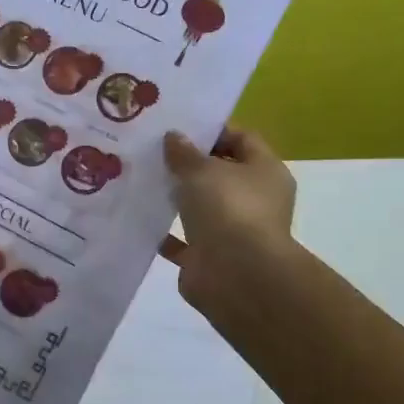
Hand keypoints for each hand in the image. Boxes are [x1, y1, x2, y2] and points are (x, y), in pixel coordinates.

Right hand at [159, 125, 295, 314]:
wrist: (235, 276)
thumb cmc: (228, 209)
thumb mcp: (202, 170)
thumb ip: (185, 153)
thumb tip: (174, 137)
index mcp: (265, 172)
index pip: (243, 139)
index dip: (212, 131)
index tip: (178, 127)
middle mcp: (254, 200)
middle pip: (220, 174)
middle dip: (189, 165)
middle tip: (153, 151)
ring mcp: (233, 231)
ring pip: (201, 208)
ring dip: (176, 198)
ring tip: (141, 180)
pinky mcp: (209, 258)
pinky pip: (183, 240)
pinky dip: (164, 232)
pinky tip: (138, 218)